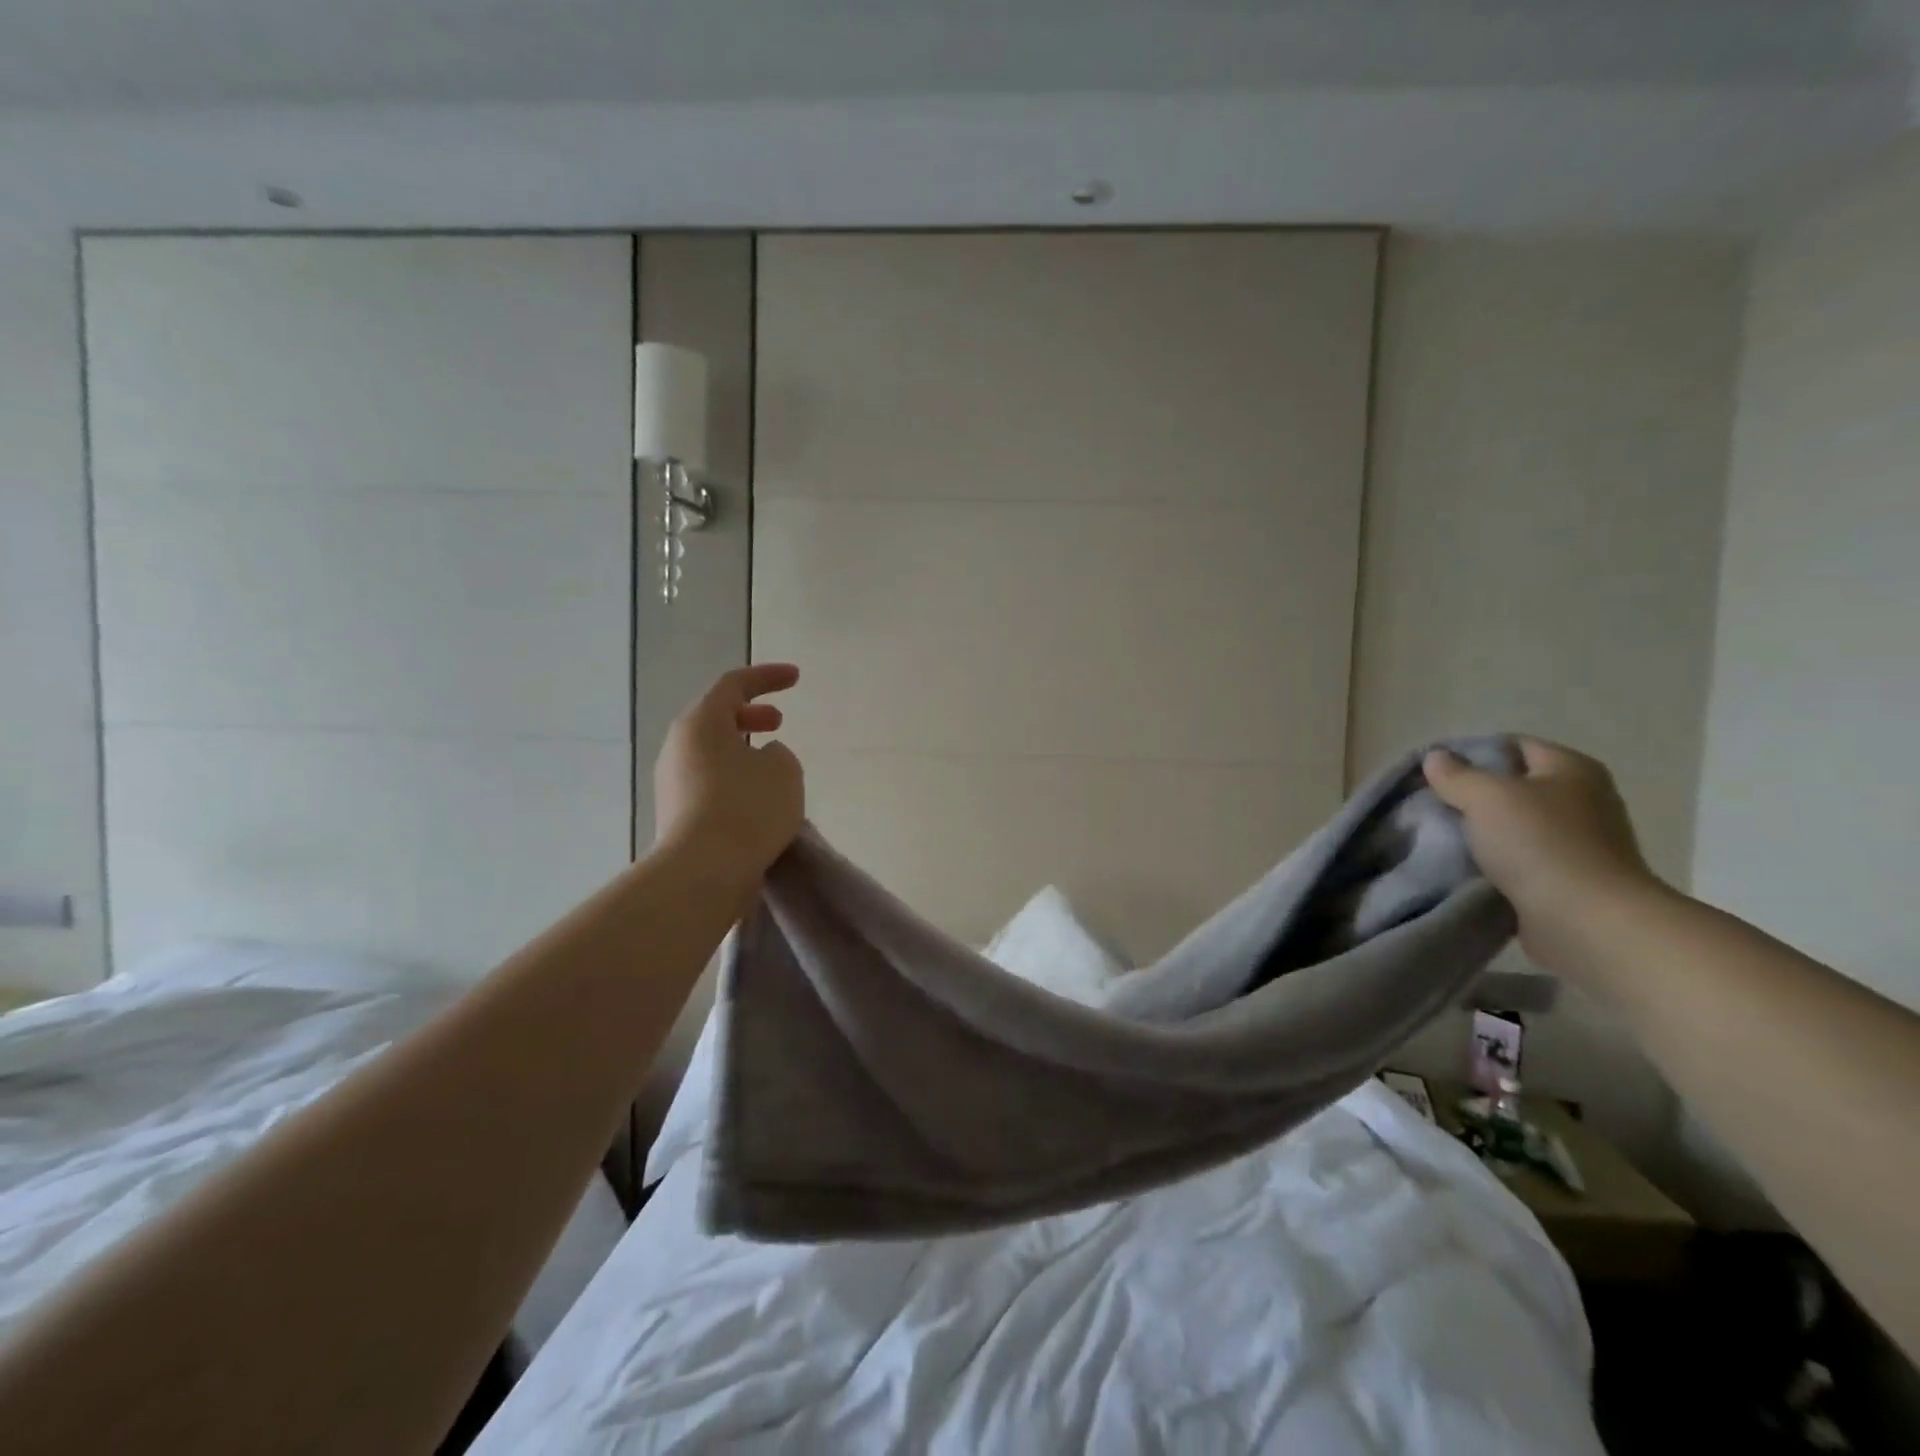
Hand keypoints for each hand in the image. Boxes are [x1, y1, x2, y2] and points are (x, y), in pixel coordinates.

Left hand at [654, 664, 804, 880]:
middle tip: (779, 722)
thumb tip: (762, 760)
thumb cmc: (747, 808)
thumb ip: (779, 754)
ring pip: (713, 754)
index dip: (767, 677)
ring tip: (775, 768)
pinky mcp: (677, 815)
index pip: (734, 684)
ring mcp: (673, 783)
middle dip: (751, 715)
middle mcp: (679, 748)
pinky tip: (760, 802)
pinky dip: (736, 781)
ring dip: (744, 751)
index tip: (796, 678)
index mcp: (700, 723)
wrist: (704, 872)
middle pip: (716, 718)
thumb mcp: (784, 770)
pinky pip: (711, 784)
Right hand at [1424, 738, 1663, 967]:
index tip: (1432, 771)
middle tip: (1431, 804)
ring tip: (1440, 836)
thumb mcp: (1485, 796)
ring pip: (1513, 825)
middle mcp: (1582, 799)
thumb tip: (1436, 757)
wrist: (1587, 922)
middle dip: (1471, 795)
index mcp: (1571, 769)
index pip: (1512, 745)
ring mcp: (1580, 842)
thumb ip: (1456, 774)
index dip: (1470, 753)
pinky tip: (1463, 866)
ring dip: (1480, 831)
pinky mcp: (1569, 878)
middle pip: (1513, 786)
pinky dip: (1493, 861)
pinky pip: (1519, 859)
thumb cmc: (1539, 843)